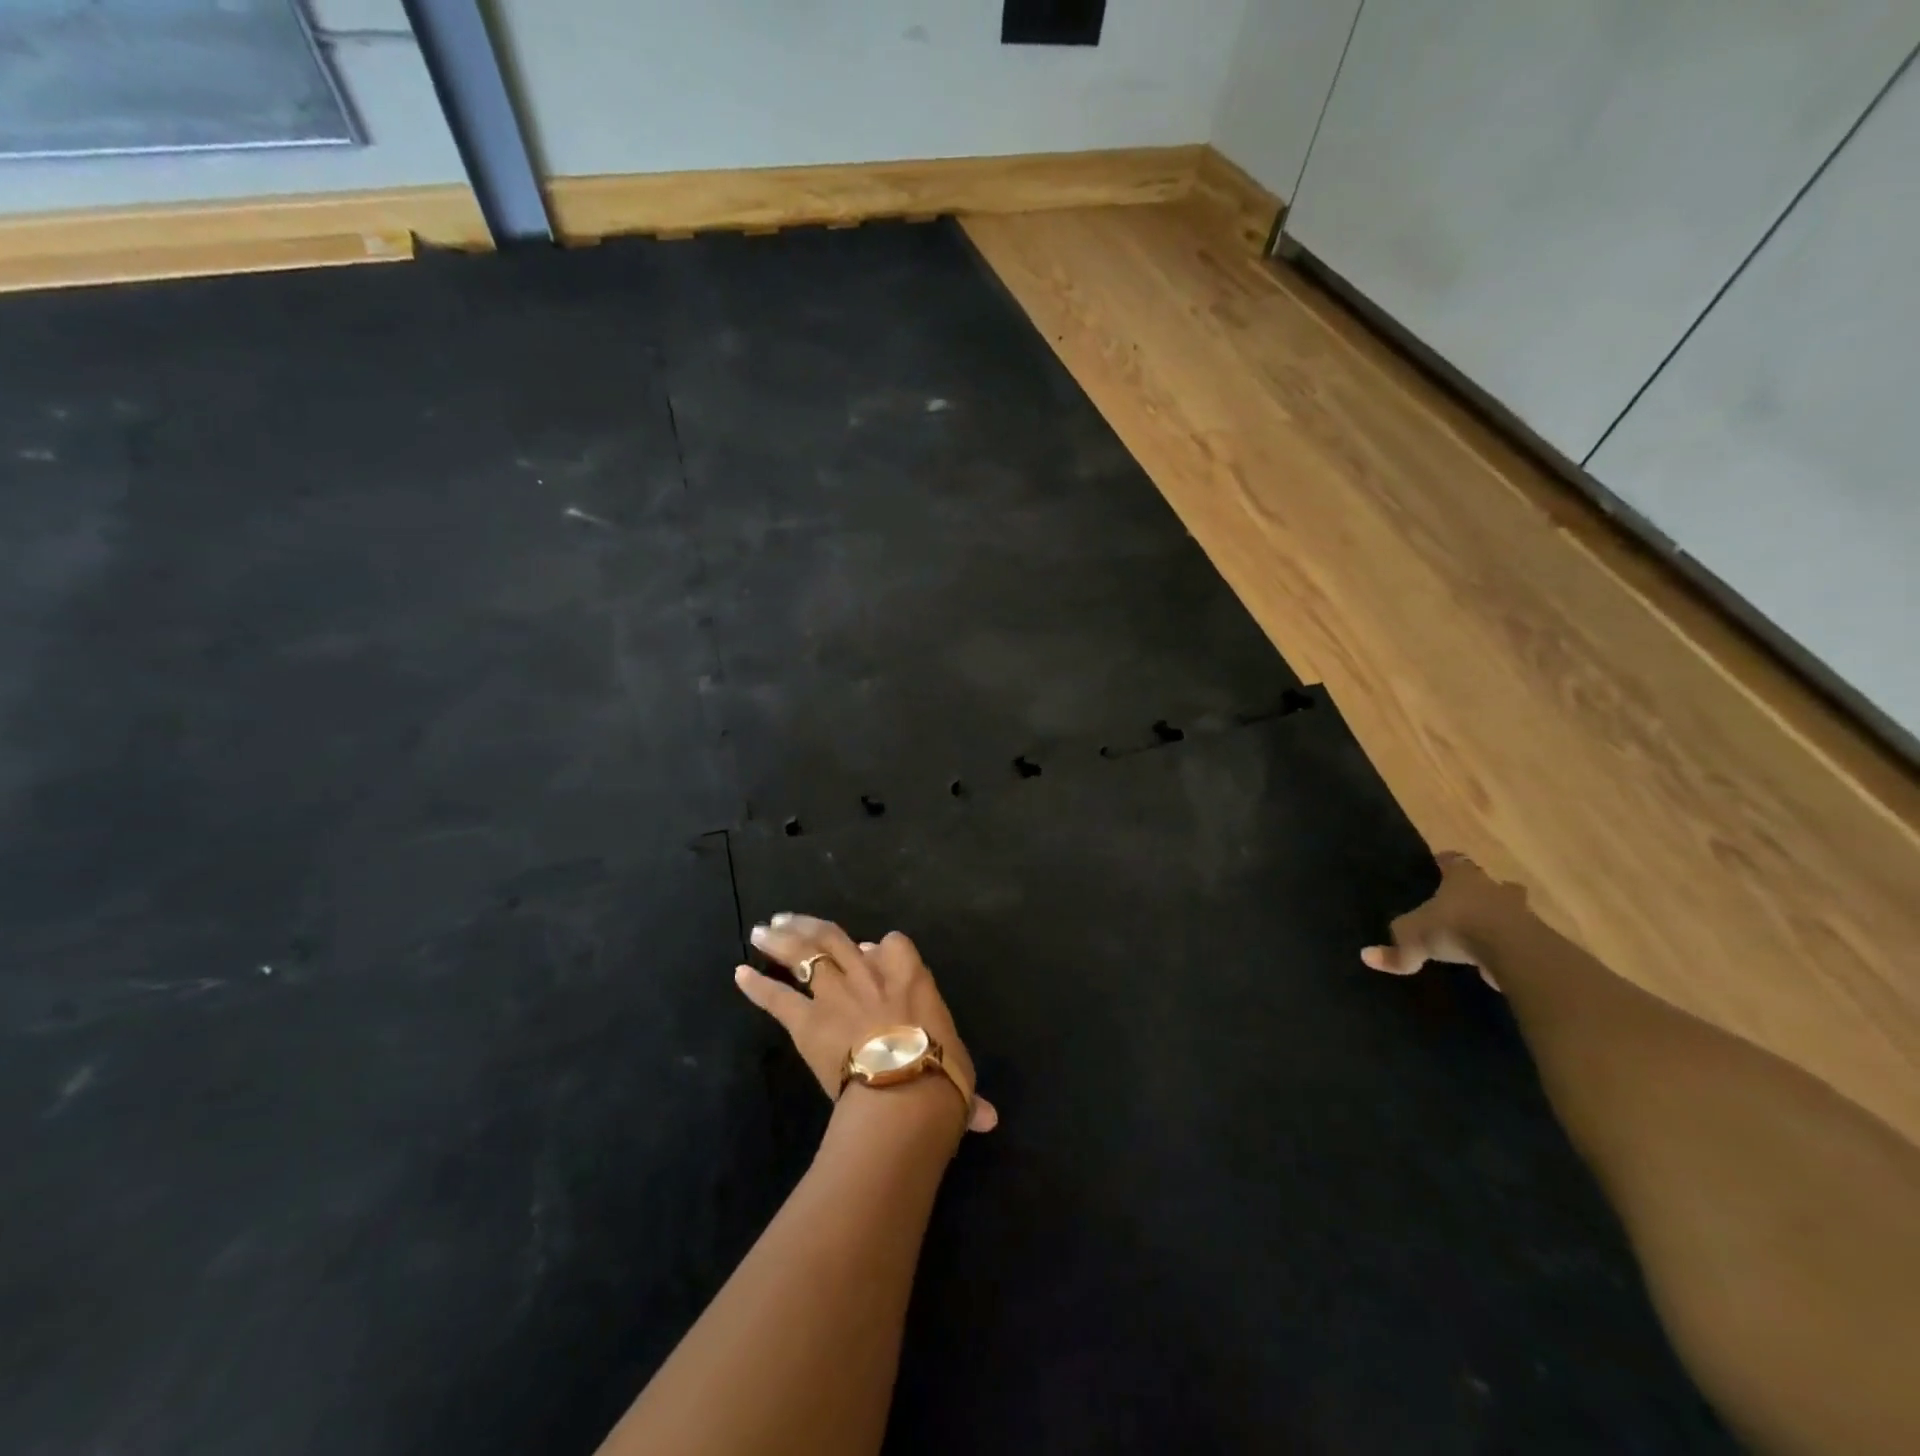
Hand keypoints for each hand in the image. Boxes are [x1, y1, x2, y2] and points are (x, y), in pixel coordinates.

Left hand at [735, 914, 998, 1134]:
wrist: (904, 1094)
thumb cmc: (941, 1077)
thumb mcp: (960, 1073)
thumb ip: (967, 1093)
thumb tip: (989, 1118)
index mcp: (910, 976)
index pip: (894, 944)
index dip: (879, 947)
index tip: (869, 950)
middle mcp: (871, 975)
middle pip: (835, 938)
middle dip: (810, 926)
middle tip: (787, 919)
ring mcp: (837, 994)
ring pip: (805, 956)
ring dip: (781, 941)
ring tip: (762, 929)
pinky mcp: (808, 1022)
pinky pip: (778, 999)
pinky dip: (757, 987)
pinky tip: (739, 973)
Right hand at [1361, 853, 1528, 989]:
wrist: (1515, 952)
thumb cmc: (1457, 928)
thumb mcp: (1413, 939)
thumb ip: (1395, 951)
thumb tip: (1366, 956)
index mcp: (1463, 877)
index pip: (1454, 860)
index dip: (1445, 863)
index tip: (1438, 867)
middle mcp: (1494, 888)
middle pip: (1490, 883)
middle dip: (1482, 891)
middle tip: (1467, 903)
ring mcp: (1522, 913)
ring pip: (1511, 910)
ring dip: (1501, 919)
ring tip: (1484, 935)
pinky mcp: (1539, 940)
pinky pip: (1523, 940)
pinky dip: (1512, 947)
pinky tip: (1499, 961)